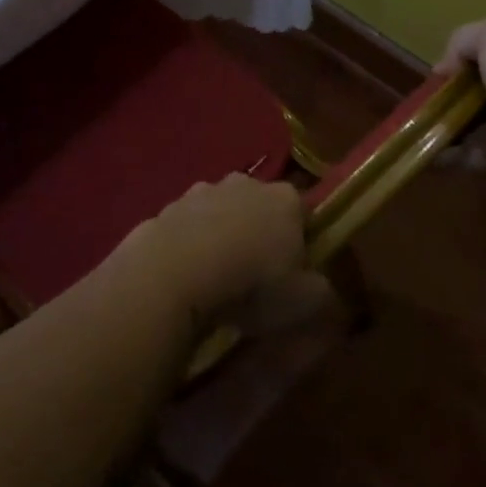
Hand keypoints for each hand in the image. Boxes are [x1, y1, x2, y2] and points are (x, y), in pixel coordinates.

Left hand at [117, 175, 332, 332]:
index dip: (300, 241)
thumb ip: (321, 291)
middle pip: (257, 207)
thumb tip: (319, 287)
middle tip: (253, 276)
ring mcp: (199, 192)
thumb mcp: (304, 302)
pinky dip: (186, 247)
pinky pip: (184, 229)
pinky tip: (183, 277)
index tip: (293, 272)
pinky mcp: (164, 208)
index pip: (302, 212)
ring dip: (219, 237)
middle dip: (257, 233)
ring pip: (218, 214)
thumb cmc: (251, 284)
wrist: (173, 274)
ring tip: (214, 280)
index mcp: (284, 199)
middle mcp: (243, 184)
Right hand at [437, 14, 485, 195]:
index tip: (438, 73)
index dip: (458, 60)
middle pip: (473, 89)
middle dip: (445, 95)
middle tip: (421, 102)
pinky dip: (444, 154)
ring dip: (440, 124)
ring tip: (416, 128)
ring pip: (466, 122)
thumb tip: (445, 68)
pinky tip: (425, 152)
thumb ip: (465, 38)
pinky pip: (466, 153)